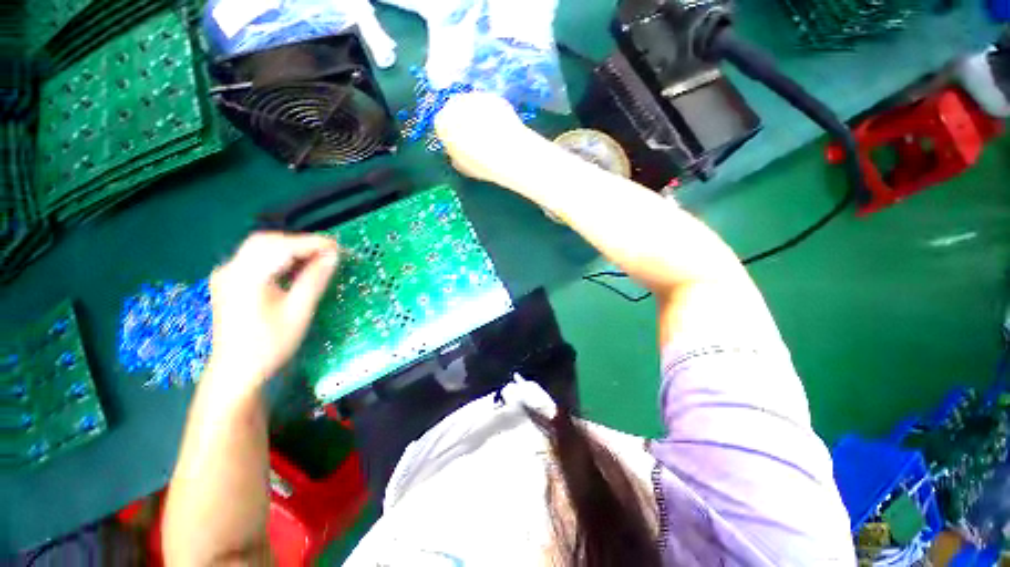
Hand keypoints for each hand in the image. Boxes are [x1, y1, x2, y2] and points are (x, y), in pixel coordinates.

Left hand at [205, 232, 339, 398]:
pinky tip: (295, 268)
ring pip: (261, 248)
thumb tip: (333, 256)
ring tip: (317, 259)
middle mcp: (231, 269)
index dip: (312, 243)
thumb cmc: (270, 344)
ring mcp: (228, 274)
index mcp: (245, 277)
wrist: (237, 371)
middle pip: (267, 242)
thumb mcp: (299, 311)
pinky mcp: (230, 281)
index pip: (282, 247)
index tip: (338, 247)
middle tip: (328, 253)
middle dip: (300, 243)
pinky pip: (256, 259)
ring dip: (291, 249)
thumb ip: (315, 279)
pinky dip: (279, 258)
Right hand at [435, 92, 537, 183]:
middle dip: (461, 120)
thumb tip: (456, 150)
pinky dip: (491, 113)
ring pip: (471, 105)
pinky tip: (499, 127)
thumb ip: (454, 154)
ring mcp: (476, 96)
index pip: (441, 124)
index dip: (449, 135)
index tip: (458, 144)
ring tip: (488, 132)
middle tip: (473, 136)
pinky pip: (488, 105)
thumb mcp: (461, 166)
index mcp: (443, 122)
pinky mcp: (494, 96)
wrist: (509, 154)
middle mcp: (455, 103)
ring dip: (476, 115)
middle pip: (454, 109)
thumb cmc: (481, 164)